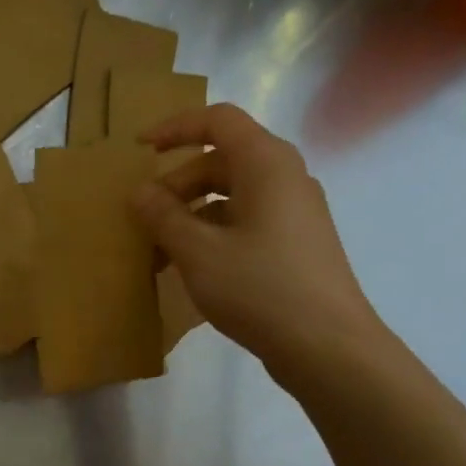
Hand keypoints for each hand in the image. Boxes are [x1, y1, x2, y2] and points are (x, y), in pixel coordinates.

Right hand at [131, 103, 388, 390]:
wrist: (326, 345)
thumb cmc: (258, 288)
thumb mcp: (198, 252)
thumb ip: (164, 217)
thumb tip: (140, 192)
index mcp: (266, 164)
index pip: (218, 120)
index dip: (176, 127)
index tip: (139, 149)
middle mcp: (285, 177)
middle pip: (222, 161)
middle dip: (176, 185)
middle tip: (144, 220)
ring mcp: (294, 211)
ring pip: (232, 195)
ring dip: (191, 214)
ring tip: (160, 253)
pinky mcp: (295, 243)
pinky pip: (246, 221)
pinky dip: (213, 233)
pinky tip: (191, 268)